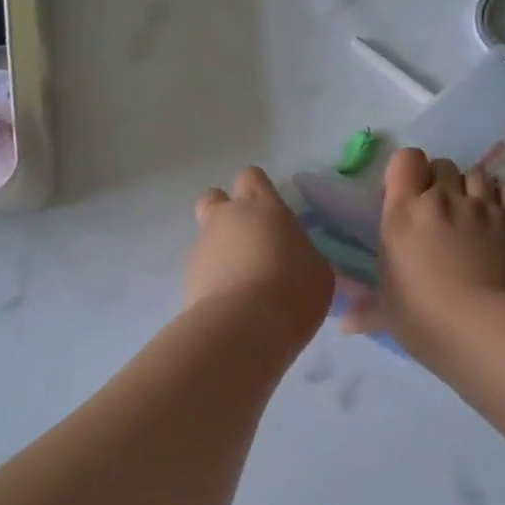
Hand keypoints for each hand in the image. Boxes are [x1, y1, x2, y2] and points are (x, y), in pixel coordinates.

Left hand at [186, 166, 333, 342]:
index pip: (252, 177)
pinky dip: (212, 279)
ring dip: (220, 251)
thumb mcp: (317, 269)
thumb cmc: (293, 290)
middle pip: (215, 197)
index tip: (271, 214)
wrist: (245, 327)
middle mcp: (227, 218)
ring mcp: (202, 247)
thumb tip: (293, 257)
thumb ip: (301, 253)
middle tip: (247, 239)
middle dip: (226, 212)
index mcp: (263, 207)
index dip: (258, 191)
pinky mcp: (187, 277)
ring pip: (206, 236)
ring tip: (242, 283)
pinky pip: (201, 269)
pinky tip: (231, 303)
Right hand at [341, 149, 504, 360]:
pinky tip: (497, 217)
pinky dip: (501, 197)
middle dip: (439, 182)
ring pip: (477, 174)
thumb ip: (366, 309)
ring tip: (469, 214)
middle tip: (437, 213)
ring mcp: (482, 206)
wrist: (485, 329)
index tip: (405, 198)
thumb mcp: (387, 314)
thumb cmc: (424, 318)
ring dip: (470, 188)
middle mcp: (442, 198)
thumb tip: (344, 323)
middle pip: (442, 165)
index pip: (406, 159)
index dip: (407, 172)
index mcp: (403, 212)